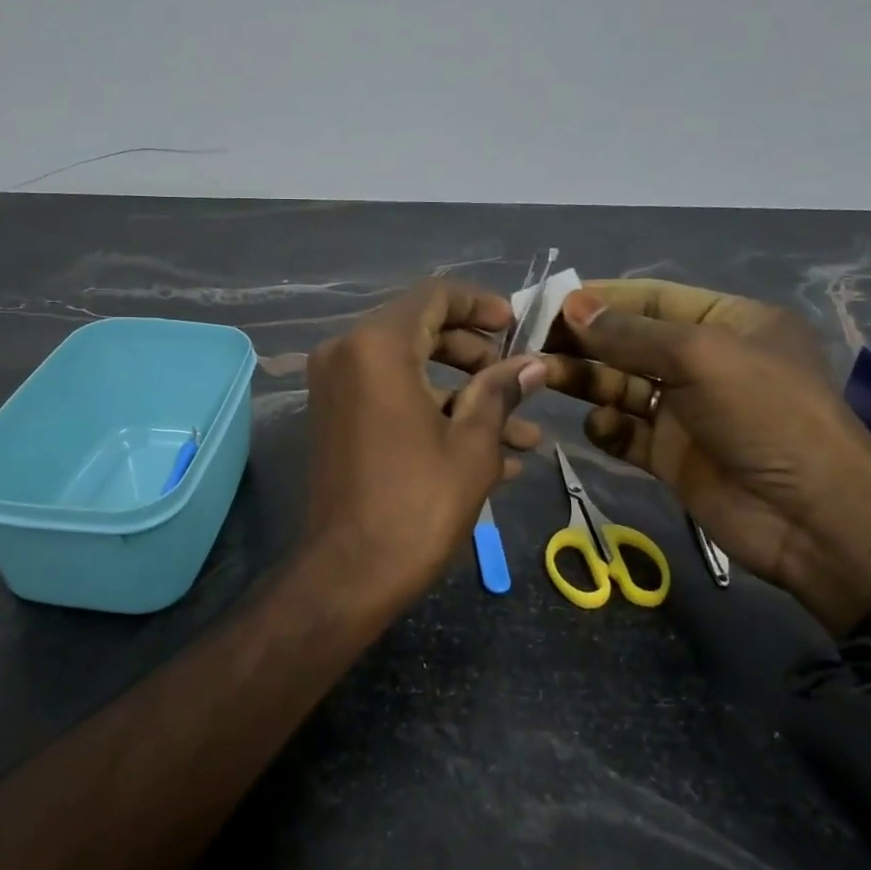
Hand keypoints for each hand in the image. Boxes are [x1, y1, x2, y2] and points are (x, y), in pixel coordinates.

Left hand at [300, 279, 547, 618]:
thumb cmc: (417, 504)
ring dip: (464, 394)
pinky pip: (391, 396)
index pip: (434, 295)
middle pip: (422, 329)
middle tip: (519, 382)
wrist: (349, 574)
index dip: (481, 304)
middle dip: (477, 354)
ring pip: (411, 368)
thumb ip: (501, 391)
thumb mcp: (472, 445)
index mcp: (378, 346)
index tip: (517, 326)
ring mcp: (336, 387)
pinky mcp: (337, 418)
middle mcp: (347, 353)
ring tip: (524, 432)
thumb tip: (534, 363)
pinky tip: (491, 453)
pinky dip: (433, 411)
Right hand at [543, 280, 870, 632]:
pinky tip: (603, 427)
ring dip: (584, 379)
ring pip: (620, 385)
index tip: (547, 300)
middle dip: (583, 339)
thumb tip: (573, 305)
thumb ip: (630, 333)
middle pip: (628, 342)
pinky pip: (625, 430)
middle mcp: (704, 362)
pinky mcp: (670, 454)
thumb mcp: (699, 358)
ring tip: (544, 377)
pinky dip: (607, 426)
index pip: (650, 298)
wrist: (813, 520)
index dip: (599, 297)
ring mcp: (686, 411)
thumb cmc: (765, 416)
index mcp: (726, 323)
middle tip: (531, 340)